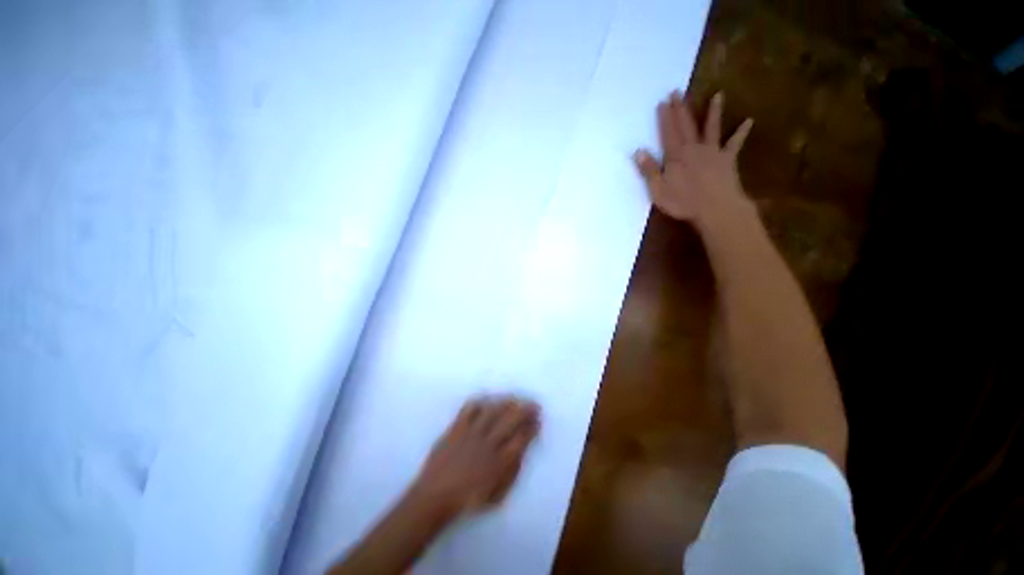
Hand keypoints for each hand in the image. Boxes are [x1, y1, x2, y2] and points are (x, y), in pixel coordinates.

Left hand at [408, 396, 540, 518]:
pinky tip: (486, 400)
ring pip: (493, 411)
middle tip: (534, 404)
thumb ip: (512, 472)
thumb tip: (522, 451)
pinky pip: (469, 409)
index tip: (538, 420)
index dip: (532, 428)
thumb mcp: (497, 494)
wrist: (435, 497)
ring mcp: (471, 433)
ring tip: (515, 398)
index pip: (521, 439)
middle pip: (511, 421)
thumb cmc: (467, 500)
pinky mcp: (457, 428)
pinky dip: (480, 402)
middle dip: (525, 410)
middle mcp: (488, 444)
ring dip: (506, 402)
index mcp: (499, 463)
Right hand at [634, 91, 753, 227]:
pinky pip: (735, 143)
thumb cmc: (683, 202)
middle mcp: (694, 148)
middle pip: (686, 125)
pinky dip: (741, 132)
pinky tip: (749, 121)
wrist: (715, 208)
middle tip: (678, 91)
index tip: (662, 101)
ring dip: (713, 112)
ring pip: (711, 128)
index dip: (665, 117)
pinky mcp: (727, 160)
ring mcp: (713, 152)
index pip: (668, 132)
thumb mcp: (658, 190)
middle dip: (681, 109)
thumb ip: (649, 170)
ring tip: (718, 95)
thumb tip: (638, 151)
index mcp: (676, 156)